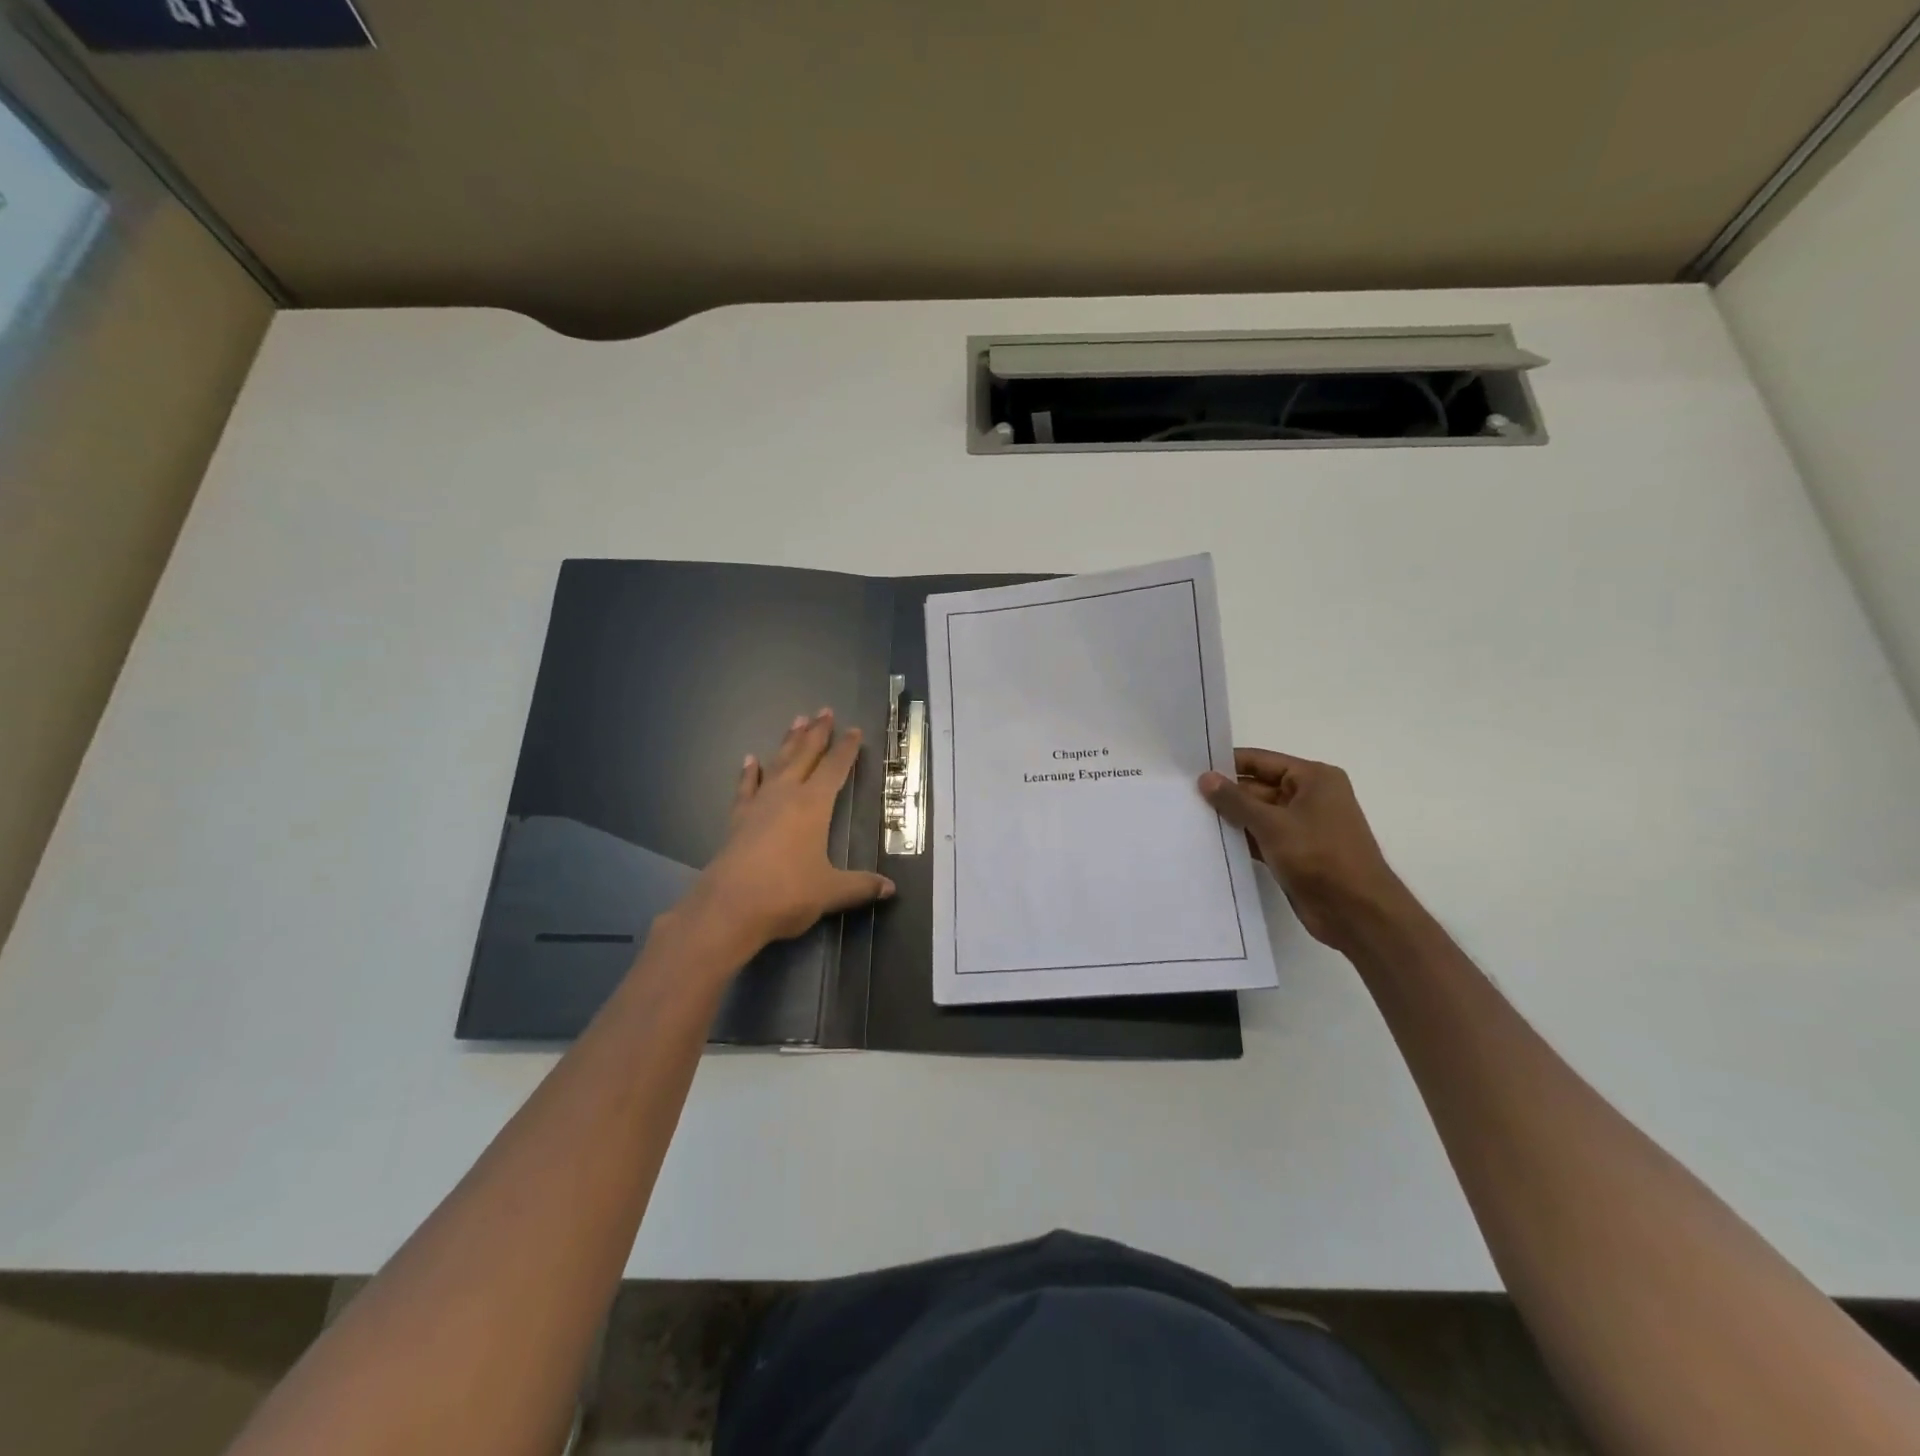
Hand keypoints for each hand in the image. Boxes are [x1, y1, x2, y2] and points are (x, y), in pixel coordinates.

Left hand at [675, 708, 894, 960]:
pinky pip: (746, 787)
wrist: (728, 908)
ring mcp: (758, 805)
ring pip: (778, 764)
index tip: (854, 730)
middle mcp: (786, 796)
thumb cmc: (786, 893)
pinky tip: (750, 760)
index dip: (846, 750)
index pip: (834, 769)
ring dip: (788, 742)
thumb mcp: (830, 891)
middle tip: (824, 710)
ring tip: (796, 720)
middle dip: (817, 733)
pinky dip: (749, 773)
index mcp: (813, 806)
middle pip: (805, 756)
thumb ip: (860, 886)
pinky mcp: (738, 820)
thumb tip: (890, 889)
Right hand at [1199, 748, 1414, 953]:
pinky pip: (1262, 837)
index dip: (1227, 764)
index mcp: (1314, 778)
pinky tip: (1212, 841)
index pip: (1261, 761)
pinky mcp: (1296, 852)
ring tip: (1190, 817)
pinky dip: (1242, 838)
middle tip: (1183, 796)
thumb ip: (1235, 800)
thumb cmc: (1319, 857)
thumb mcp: (1272, 824)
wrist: (1357, 913)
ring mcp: (1304, 826)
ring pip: (1258, 814)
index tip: (1191, 769)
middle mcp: (1310, 797)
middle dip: (1226, 794)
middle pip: (1258, 787)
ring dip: (1231, 818)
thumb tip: (1205, 777)